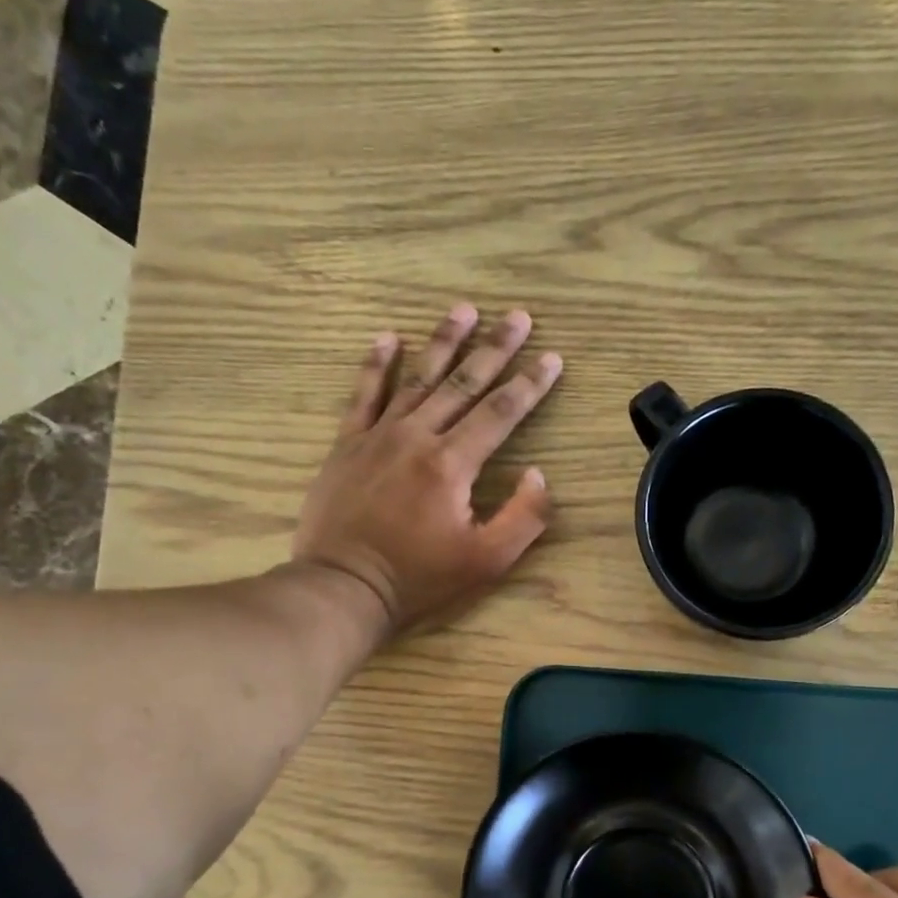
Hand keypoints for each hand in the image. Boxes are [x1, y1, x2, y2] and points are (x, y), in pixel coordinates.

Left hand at [294, 304, 561, 635]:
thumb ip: (523, 517)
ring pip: (417, 378)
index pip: (500, 412)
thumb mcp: (486, 561)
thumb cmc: (419, 578)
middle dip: (495, 348)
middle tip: (518, 316)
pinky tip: (388, 337)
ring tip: (464, 310)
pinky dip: (376, 365)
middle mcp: (417, 436)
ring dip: (443, 342)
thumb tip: (538, 474)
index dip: (530, 384)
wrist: (344, 586)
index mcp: (452, 464)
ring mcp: (378, 436)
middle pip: (463, 383)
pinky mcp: (347, 445)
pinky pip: (364, 395)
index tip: (552, 357)